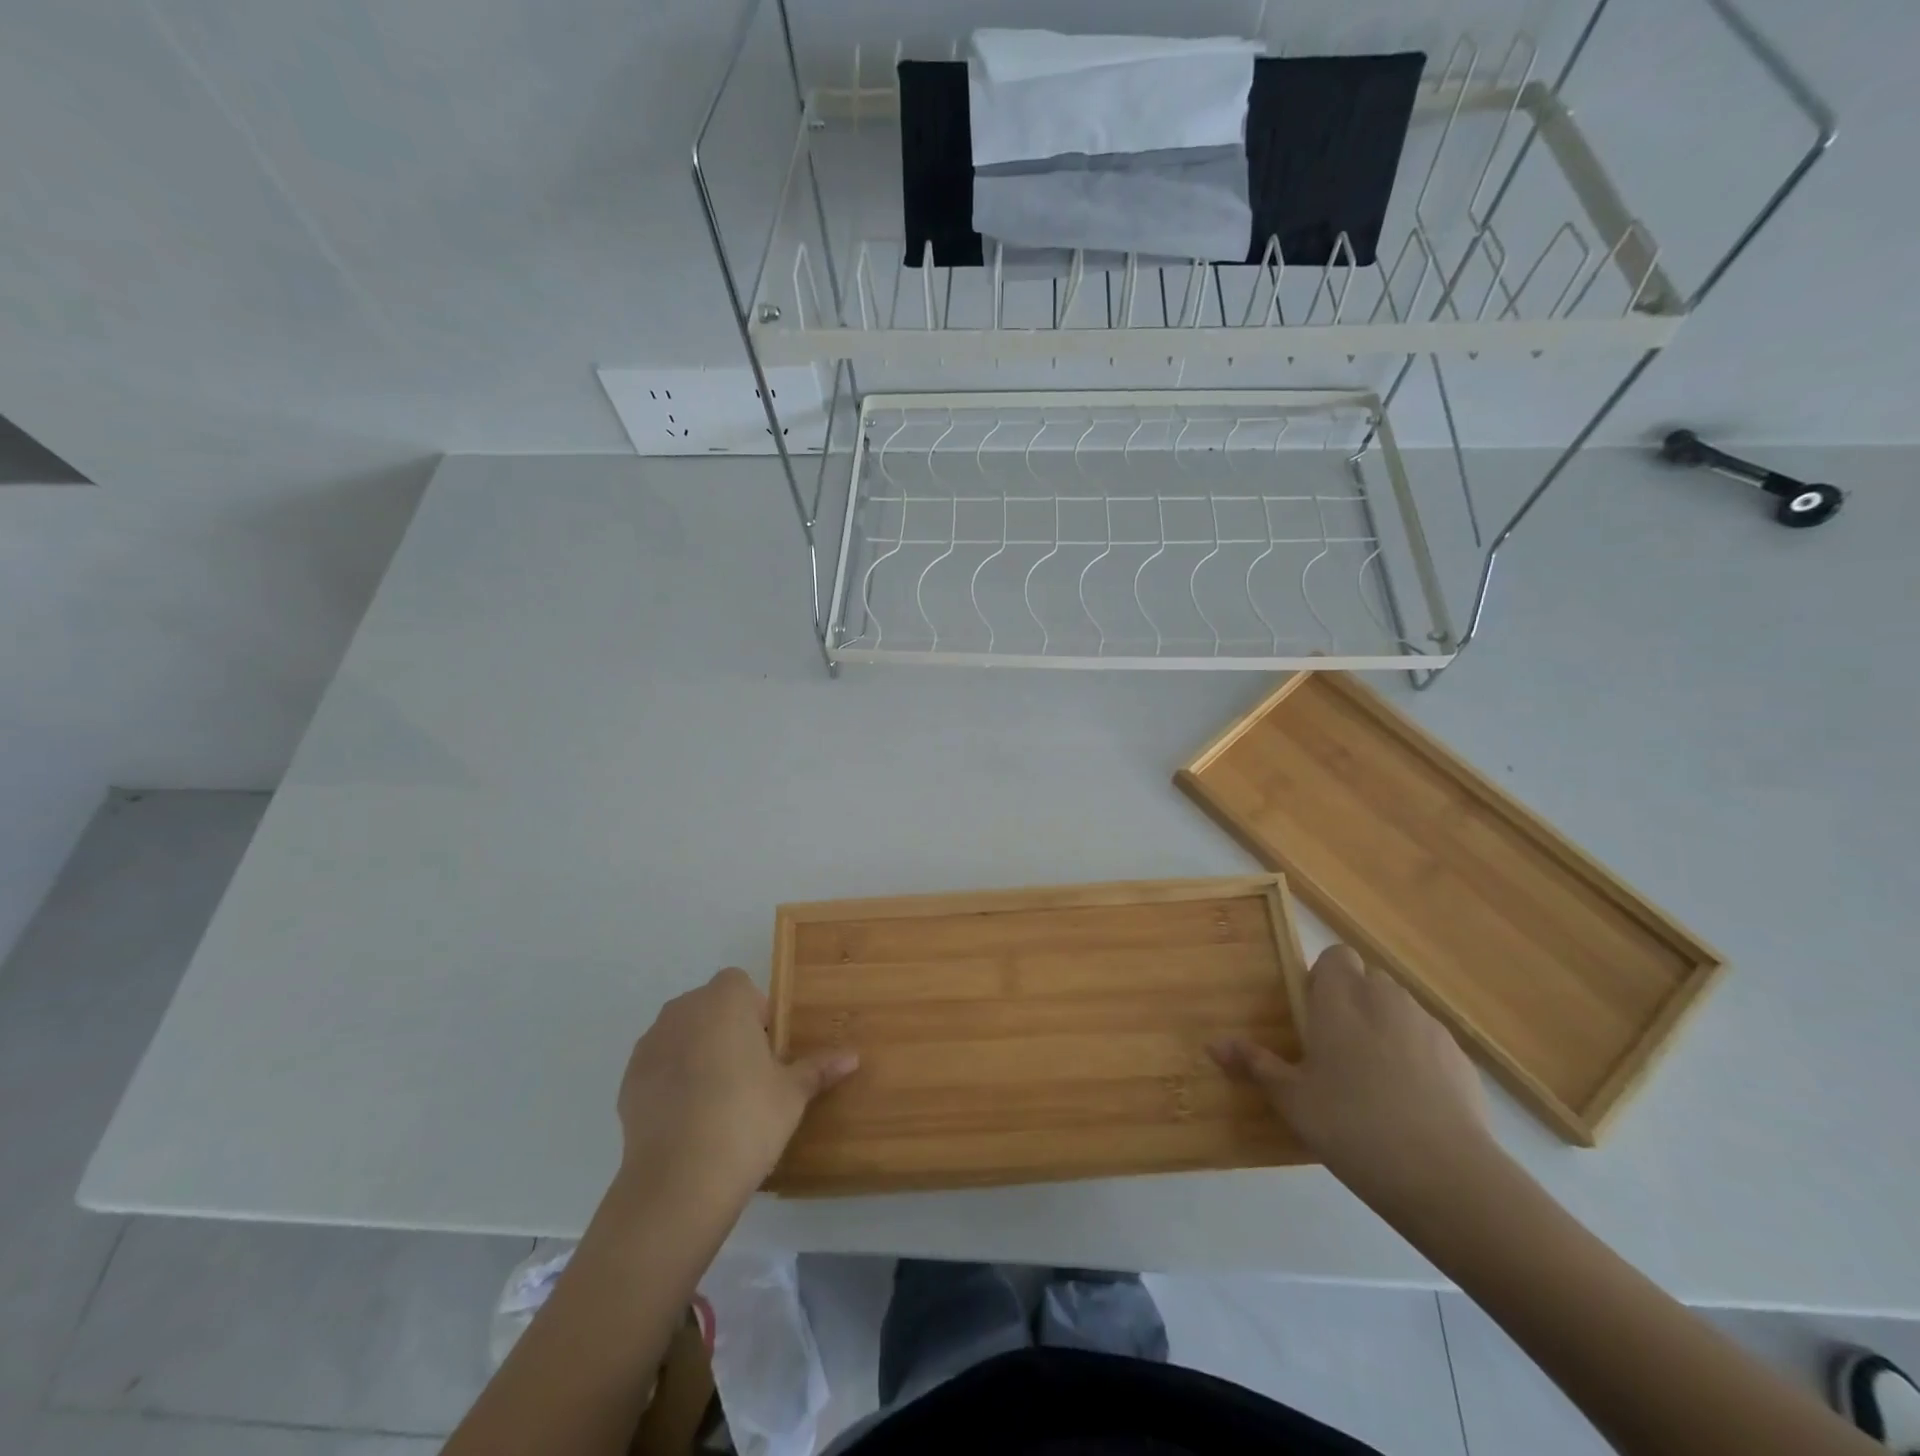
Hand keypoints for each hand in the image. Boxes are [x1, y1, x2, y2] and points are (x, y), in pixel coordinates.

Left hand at [614, 968, 857, 1207]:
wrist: (679, 1180)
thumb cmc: (747, 1118)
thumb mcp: (792, 1094)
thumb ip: (818, 1068)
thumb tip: (853, 1056)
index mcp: (724, 1001)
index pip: (740, 985)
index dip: (756, 1012)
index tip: (767, 1048)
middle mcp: (682, 1010)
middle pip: (709, 1007)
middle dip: (727, 1030)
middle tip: (748, 1074)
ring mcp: (650, 1044)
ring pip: (682, 1035)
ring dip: (698, 1052)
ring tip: (717, 1099)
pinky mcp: (628, 1080)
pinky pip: (659, 1066)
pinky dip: (672, 1081)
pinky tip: (689, 1119)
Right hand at [1209, 945, 1494, 1208]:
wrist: (1445, 1175)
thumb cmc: (1351, 1125)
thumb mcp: (1292, 1099)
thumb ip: (1255, 1064)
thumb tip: (1214, 1044)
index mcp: (1341, 999)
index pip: (1335, 956)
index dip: (1324, 977)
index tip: (1313, 1014)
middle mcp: (1385, 999)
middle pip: (1368, 979)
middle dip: (1353, 1001)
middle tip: (1336, 1046)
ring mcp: (1428, 1026)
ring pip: (1399, 1008)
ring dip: (1384, 1026)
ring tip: (1373, 1076)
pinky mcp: (1460, 1059)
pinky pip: (1428, 1041)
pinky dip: (1417, 1056)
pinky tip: (1410, 1102)